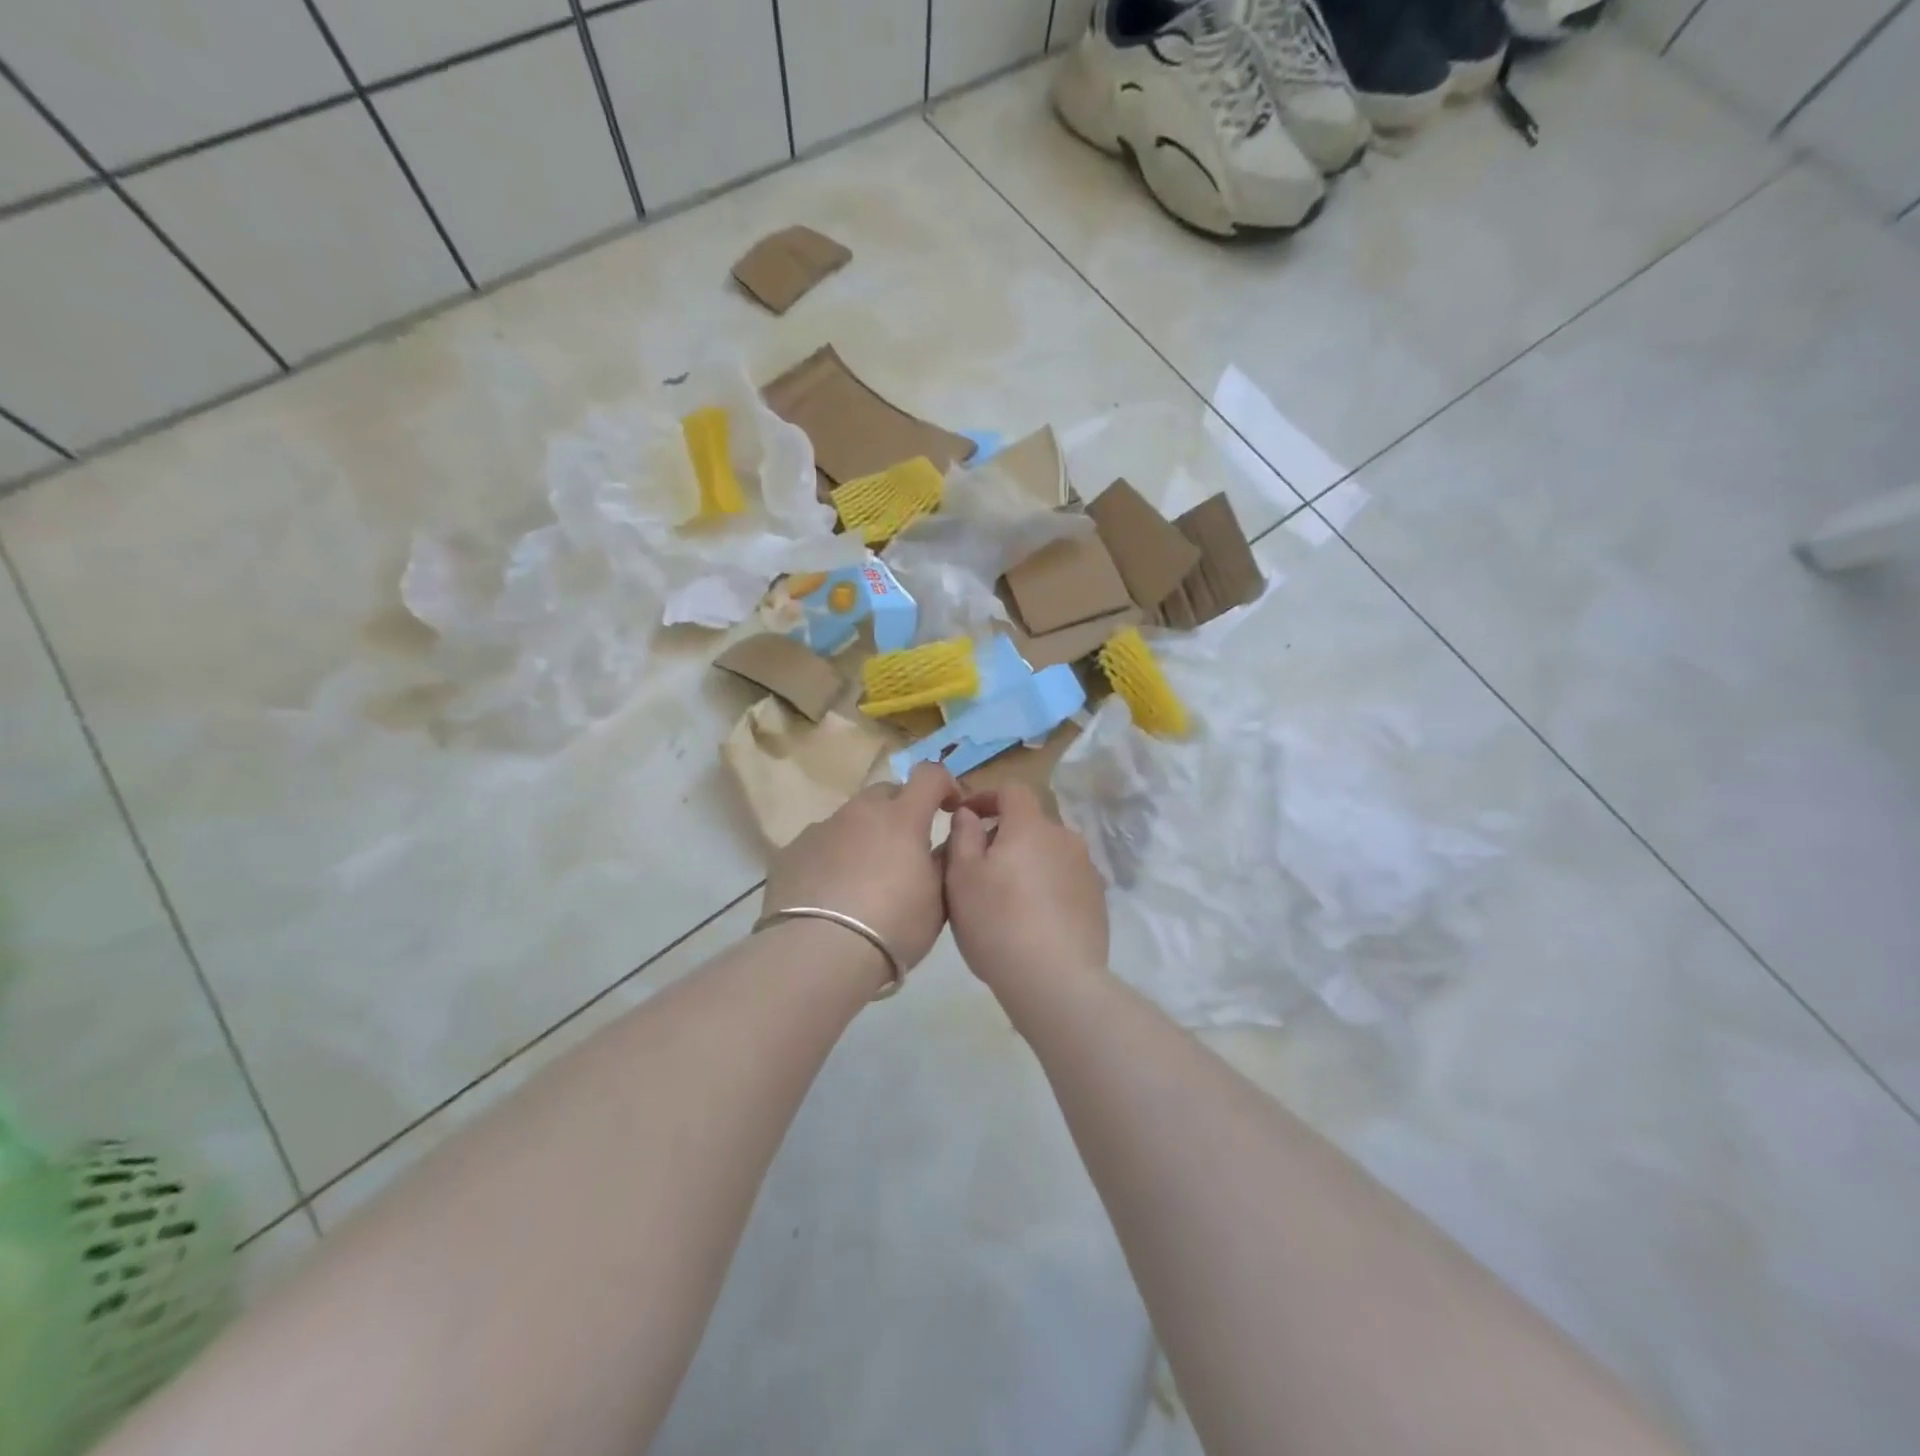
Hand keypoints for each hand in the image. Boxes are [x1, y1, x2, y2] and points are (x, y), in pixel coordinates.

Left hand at [761, 763, 960, 976]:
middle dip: (901, 811)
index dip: (944, 784)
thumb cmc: (893, 926)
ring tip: (865, 879)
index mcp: (902, 817)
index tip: (950, 808)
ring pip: (851, 819)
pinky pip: (822, 843)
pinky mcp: (792, 851)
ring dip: (865, 836)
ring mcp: (822, 828)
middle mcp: (860, 812)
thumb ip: (944, 861)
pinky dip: (834, 857)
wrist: (819, 952)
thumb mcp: (938, 900)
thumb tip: (945, 841)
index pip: (929, 775)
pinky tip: (832, 893)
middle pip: (886, 793)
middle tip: (906, 849)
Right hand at [943, 782, 1109, 995]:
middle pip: (1031, 824)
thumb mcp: (962, 877)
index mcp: (1031, 826)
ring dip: (1028, 863)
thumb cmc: (997, 922)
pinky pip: (1065, 880)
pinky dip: (1047, 887)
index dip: (987, 797)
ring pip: (1049, 853)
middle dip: (1005, 836)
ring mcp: (1087, 869)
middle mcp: (1065, 838)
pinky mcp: (1098, 900)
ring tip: (1007, 898)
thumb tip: (969, 814)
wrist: (1056, 981)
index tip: (967, 816)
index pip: (1012, 790)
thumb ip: (963, 836)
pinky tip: (1033, 919)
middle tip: (980, 868)